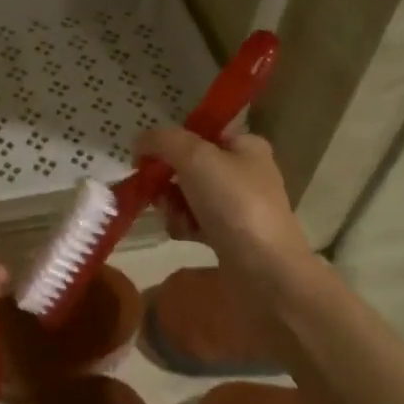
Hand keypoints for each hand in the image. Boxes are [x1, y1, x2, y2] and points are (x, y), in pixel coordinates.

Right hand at [135, 127, 312, 288]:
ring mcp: (239, 207)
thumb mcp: (195, 157)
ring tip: (173, 217)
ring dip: (173, 205)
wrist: (264, 270)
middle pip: (190, 166)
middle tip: (157, 192)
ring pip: (188, 196)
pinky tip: (183, 234)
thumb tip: (139, 140)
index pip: (200, 133)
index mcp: (246, 146)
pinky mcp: (231, 236)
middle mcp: (245, 173)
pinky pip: (195, 222)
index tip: (147, 158)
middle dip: (167, 179)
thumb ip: (163, 140)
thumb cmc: (233, 203)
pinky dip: (184, 226)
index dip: (171, 142)